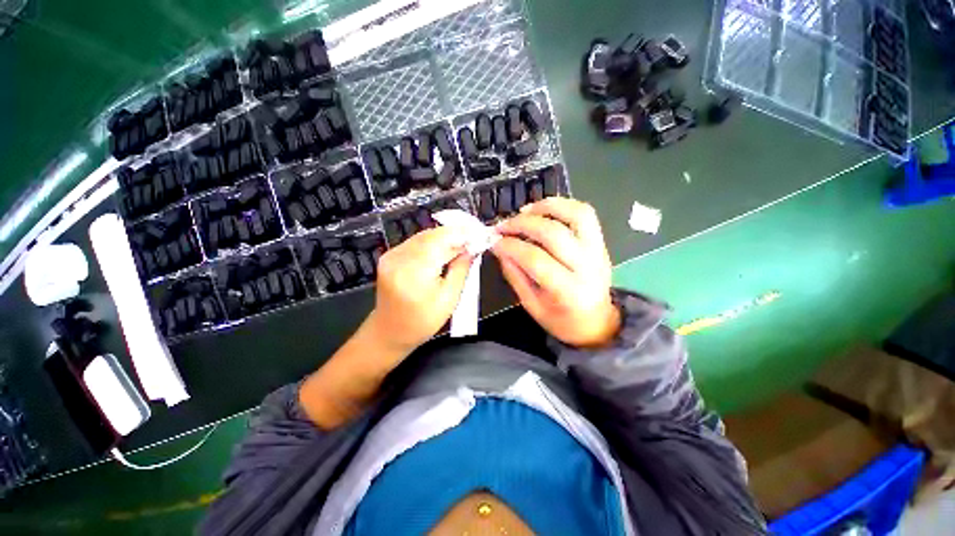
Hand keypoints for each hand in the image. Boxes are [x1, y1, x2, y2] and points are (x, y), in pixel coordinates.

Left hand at [368, 226, 472, 354]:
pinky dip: (432, 242)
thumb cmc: (422, 321)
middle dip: (454, 234)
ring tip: (462, 244)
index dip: (461, 233)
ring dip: (444, 238)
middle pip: (431, 235)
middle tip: (473, 239)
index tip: (478, 233)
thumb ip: (461, 269)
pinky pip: (415, 242)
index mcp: (414, 272)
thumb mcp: (449, 298)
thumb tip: (472, 249)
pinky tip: (444, 249)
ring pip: (423, 236)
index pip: (440, 240)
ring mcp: (391, 256)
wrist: (390, 331)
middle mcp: (399, 259)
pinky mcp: (389, 256)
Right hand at [493, 198, 619, 347]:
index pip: (535, 259)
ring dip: (545, 207)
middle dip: (522, 225)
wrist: (596, 321)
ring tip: (523, 212)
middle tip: (502, 226)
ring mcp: (598, 250)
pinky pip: (584, 214)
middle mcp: (587, 267)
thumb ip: (514, 275)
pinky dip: (561, 205)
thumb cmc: (561, 319)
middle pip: (553, 233)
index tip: (494, 241)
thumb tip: (499, 248)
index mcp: (568, 291)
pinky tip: (542, 210)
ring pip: (575, 215)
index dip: (511, 246)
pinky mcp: (600, 242)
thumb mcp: (531, 305)